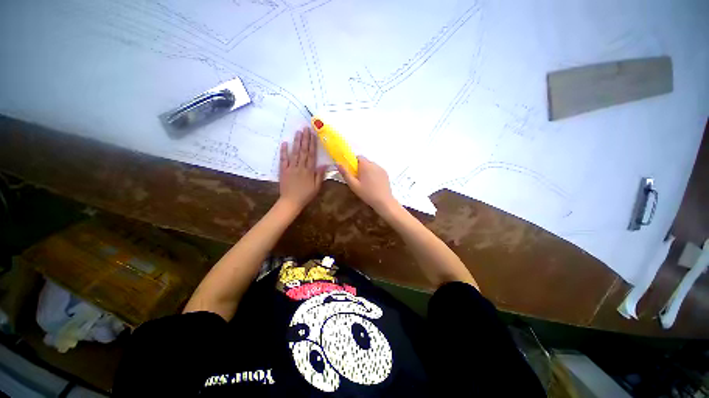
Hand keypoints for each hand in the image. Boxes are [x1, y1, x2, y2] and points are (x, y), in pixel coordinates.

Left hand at [279, 128, 325, 211]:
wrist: (291, 202)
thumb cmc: (306, 195)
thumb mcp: (316, 187)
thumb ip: (320, 175)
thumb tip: (324, 164)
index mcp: (309, 171)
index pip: (311, 155)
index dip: (313, 144)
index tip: (313, 135)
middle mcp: (300, 167)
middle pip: (303, 151)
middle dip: (305, 139)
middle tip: (306, 128)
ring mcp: (291, 168)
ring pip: (294, 153)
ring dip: (296, 142)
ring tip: (298, 132)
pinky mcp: (283, 170)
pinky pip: (283, 159)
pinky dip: (284, 151)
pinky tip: (285, 143)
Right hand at [337, 156, 397, 212]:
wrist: (384, 201)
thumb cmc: (367, 193)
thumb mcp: (354, 185)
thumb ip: (346, 174)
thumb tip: (338, 164)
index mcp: (365, 165)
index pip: (358, 157)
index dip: (353, 163)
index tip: (351, 172)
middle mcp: (374, 164)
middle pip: (364, 161)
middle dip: (360, 167)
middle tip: (357, 179)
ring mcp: (381, 168)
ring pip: (371, 165)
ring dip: (367, 170)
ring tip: (366, 182)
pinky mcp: (385, 173)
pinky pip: (377, 170)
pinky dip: (373, 173)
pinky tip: (373, 183)